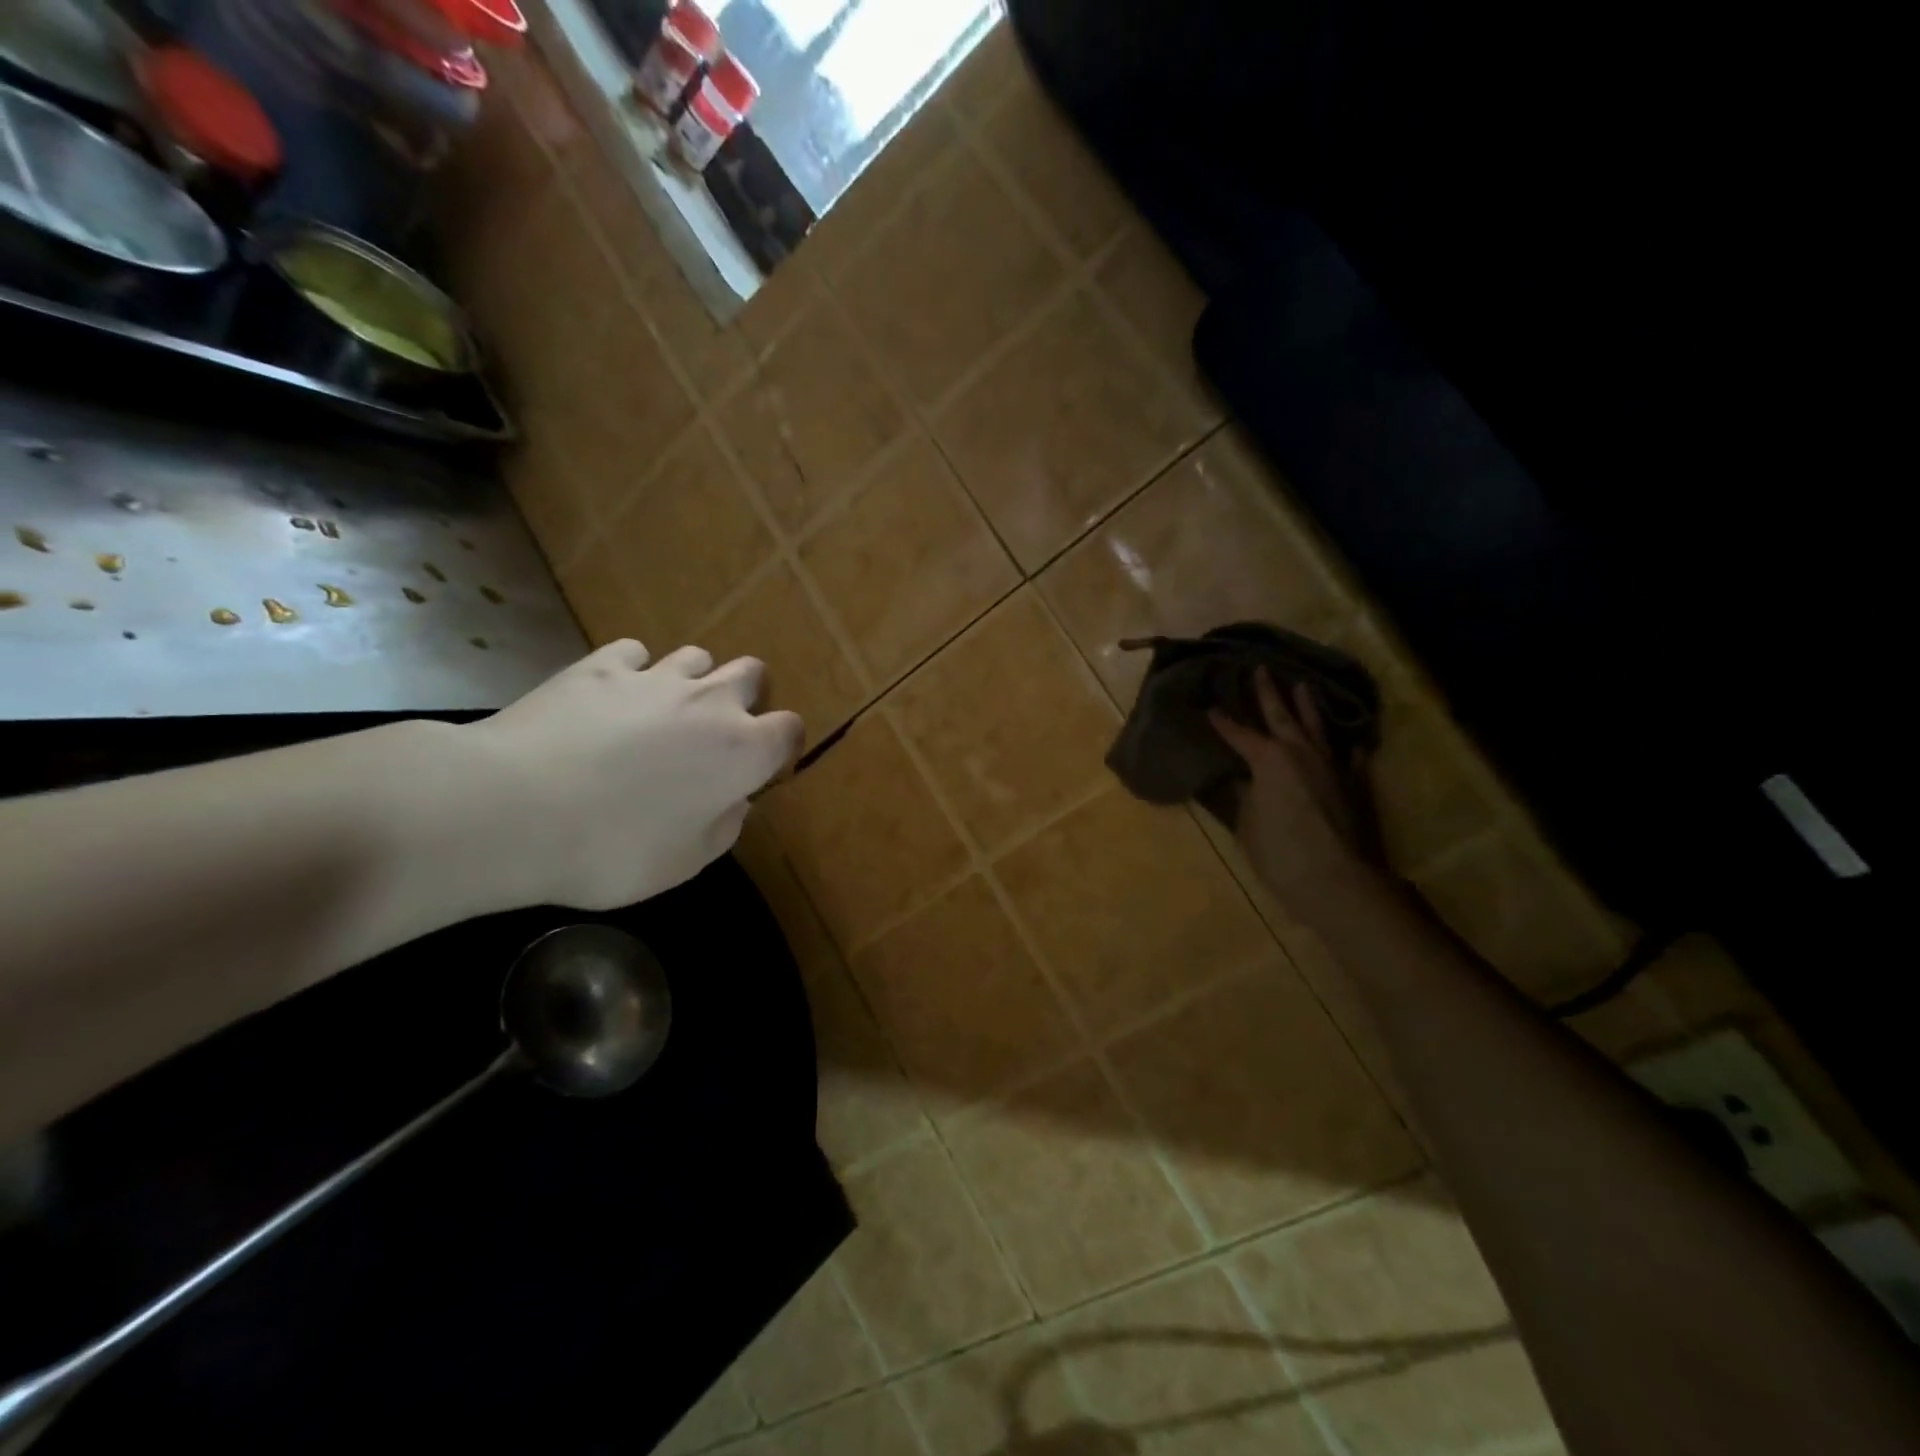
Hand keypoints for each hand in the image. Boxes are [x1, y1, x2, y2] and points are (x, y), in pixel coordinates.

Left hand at [462, 640, 803, 910]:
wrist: (512, 809)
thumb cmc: (612, 849)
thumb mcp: (684, 863)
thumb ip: (724, 827)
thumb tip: (735, 801)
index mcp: (742, 751)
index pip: (789, 729)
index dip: (781, 746)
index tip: (760, 768)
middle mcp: (710, 702)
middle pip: (752, 673)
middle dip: (746, 696)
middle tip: (717, 732)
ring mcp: (654, 677)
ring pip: (697, 656)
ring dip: (693, 680)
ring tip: (665, 711)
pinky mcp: (601, 666)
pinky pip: (635, 653)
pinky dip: (634, 671)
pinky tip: (612, 697)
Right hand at [1209, 670, 1386, 920]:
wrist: (1337, 880)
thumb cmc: (1280, 853)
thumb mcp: (1247, 824)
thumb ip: (1244, 796)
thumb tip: (1242, 779)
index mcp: (1268, 759)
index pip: (1239, 734)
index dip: (1223, 722)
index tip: (1210, 708)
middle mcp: (1301, 752)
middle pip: (1281, 715)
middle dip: (1268, 692)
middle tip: (1260, 669)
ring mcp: (1331, 765)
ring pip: (1317, 726)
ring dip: (1307, 705)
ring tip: (1301, 684)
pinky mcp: (1354, 783)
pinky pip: (1349, 757)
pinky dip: (1346, 748)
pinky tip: (1350, 742)